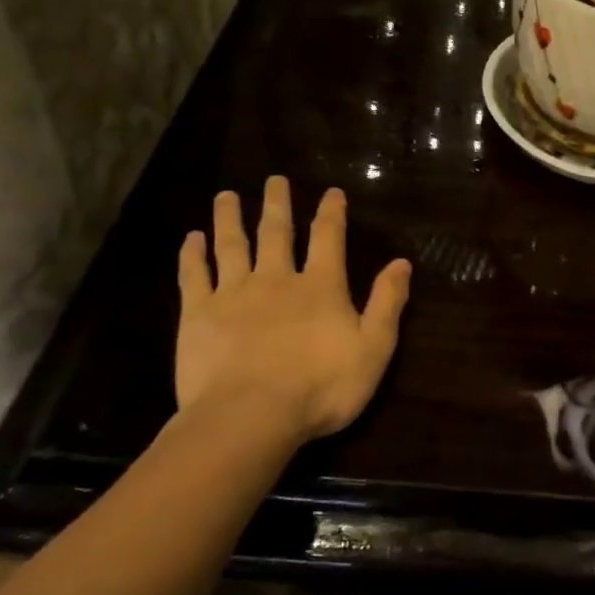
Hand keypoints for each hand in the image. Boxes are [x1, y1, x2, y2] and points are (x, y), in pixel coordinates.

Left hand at [175, 176, 411, 443]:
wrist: (250, 415)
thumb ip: (387, 303)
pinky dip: (192, 255)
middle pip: (276, 232)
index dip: (331, 213)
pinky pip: (194, 276)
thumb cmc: (321, 387)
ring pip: (232, 245)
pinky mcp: (198, 315)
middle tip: (274, 179)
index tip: (331, 191)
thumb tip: (402, 262)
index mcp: (320, 287)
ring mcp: (233, 294)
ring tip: (226, 195)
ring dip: (230, 218)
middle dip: (277, 204)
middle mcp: (276, 279)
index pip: (328, 238)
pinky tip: (191, 239)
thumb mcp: (373, 348)